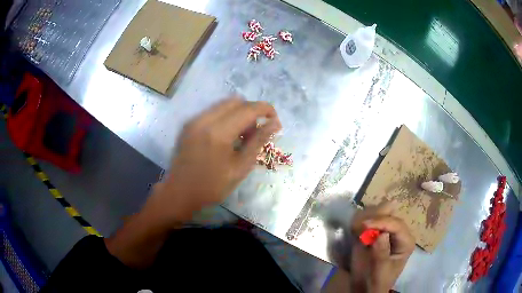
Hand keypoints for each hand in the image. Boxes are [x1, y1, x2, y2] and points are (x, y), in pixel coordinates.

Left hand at [145, 96, 281, 224]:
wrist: (179, 193)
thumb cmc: (212, 186)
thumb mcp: (240, 167)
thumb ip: (258, 141)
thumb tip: (275, 123)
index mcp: (219, 132)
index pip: (248, 109)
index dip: (266, 110)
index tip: (275, 121)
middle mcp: (204, 119)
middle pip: (236, 101)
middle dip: (252, 111)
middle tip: (256, 132)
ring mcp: (194, 120)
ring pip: (224, 104)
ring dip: (238, 114)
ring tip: (241, 136)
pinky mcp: (189, 124)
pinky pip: (213, 111)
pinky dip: (225, 118)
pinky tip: (226, 137)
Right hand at [350, 201, 414, 291]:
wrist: (366, 288)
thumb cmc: (375, 282)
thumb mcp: (380, 271)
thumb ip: (381, 253)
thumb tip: (381, 235)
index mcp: (406, 242)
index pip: (397, 224)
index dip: (381, 222)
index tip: (364, 225)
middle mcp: (399, 233)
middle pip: (390, 215)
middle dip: (374, 218)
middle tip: (357, 226)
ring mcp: (387, 231)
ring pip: (380, 213)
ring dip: (367, 218)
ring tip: (355, 229)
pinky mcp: (376, 232)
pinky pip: (371, 219)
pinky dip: (362, 221)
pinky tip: (355, 229)